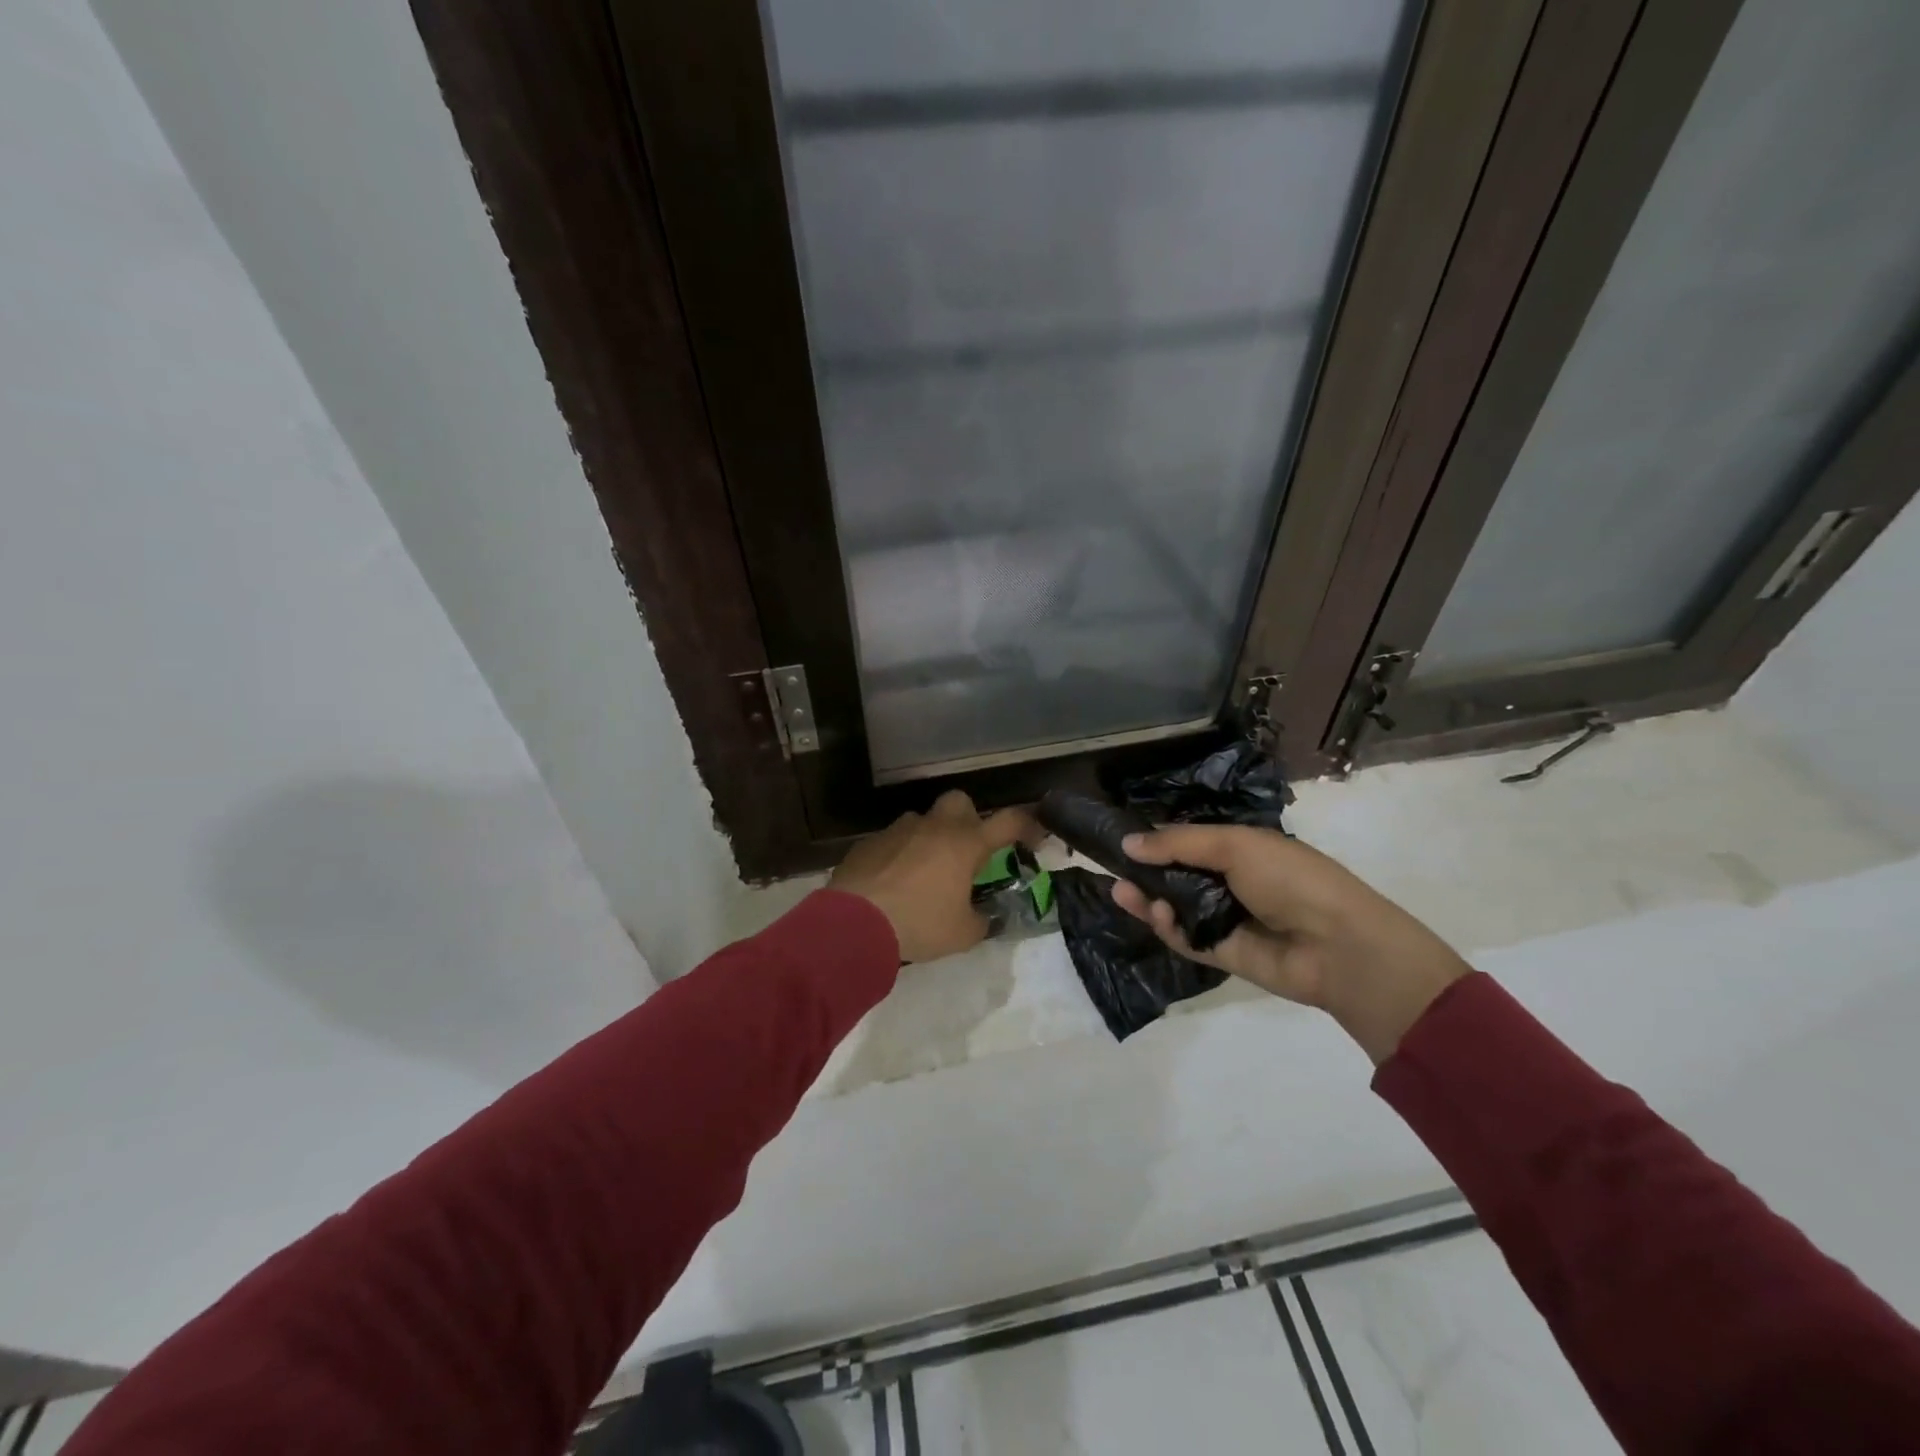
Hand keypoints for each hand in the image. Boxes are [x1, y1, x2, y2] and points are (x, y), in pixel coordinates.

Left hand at [831, 791, 1038, 963]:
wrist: (854, 922)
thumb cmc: (919, 923)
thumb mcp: (962, 934)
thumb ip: (980, 920)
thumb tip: (982, 917)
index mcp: (965, 844)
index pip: (1008, 821)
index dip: (1028, 825)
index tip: (1035, 839)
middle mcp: (934, 827)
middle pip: (960, 801)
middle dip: (968, 819)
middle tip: (967, 851)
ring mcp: (899, 830)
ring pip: (922, 821)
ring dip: (930, 839)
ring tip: (925, 874)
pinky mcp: (870, 842)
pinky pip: (893, 840)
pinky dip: (900, 855)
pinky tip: (893, 882)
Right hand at [1111, 825, 1470, 1063]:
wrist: (1337, 945)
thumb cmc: (1290, 879)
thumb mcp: (1235, 845)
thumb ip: (1178, 844)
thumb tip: (1127, 843)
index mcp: (1241, 850)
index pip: (1189, 841)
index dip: (1157, 840)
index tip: (1121, 838)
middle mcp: (1230, 883)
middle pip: (1176, 875)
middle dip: (1144, 871)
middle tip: (1111, 867)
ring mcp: (1225, 920)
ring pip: (1175, 907)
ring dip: (1147, 899)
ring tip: (1122, 891)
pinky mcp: (1221, 954)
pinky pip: (1185, 938)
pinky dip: (1166, 926)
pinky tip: (1153, 911)